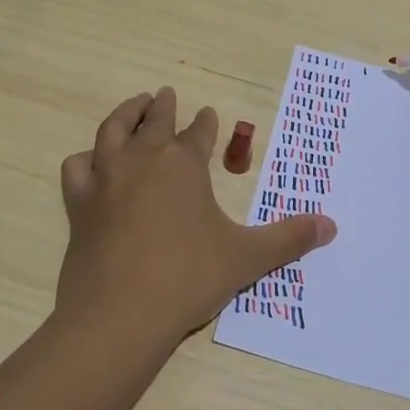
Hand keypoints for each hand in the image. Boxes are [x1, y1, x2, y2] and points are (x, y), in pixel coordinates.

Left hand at [56, 87, 337, 349]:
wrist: (120, 315)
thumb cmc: (189, 278)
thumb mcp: (247, 258)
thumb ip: (289, 239)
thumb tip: (332, 226)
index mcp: (184, 165)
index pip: (199, 133)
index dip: (206, 123)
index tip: (208, 114)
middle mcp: (143, 161)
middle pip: (154, 121)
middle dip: (162, 105)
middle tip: (166, 93)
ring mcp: (106, 179)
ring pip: (112, 131)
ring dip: (125, 114)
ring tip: (133, 107)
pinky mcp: (79, 205)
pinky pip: (77, 168)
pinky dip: (86, 158)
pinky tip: (91, 161)